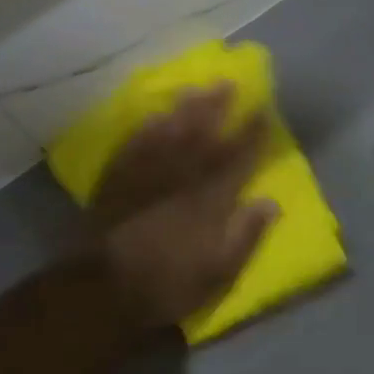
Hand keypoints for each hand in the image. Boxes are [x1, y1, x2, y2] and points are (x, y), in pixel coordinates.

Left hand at [89, 85, 278, 329]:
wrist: (102, 290)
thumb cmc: (168, 284)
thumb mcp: (219, 272)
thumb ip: (246, 234)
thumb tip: (271, 202)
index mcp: (209, 199)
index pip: (237, 158)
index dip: (252, 134)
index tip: (264, 111)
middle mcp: (180, 177)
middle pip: (202, 134)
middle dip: (218, 107)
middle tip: (229, 83)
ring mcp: (146, 175)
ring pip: (169, 131)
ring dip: (185, 109)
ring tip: (197, 89)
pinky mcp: (117, 180)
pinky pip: (136, 144)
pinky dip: (148, 127)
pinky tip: (156, 115)